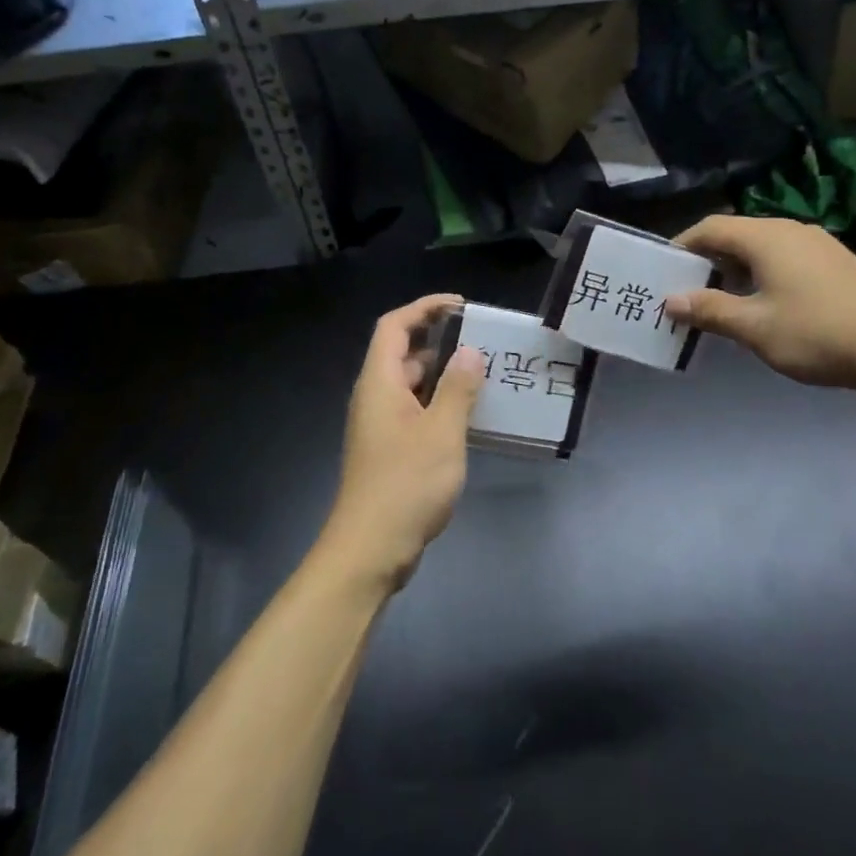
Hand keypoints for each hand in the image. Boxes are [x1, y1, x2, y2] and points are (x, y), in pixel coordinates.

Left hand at [321, 294, 485, 591]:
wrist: (370, 550)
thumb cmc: (405, 484)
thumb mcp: (441, 432)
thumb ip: (458, 388)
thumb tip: (470, 352)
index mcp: (379, 382)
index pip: (394, 326)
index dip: (424, 308)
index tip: (461, 306)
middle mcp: (375, 397)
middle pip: (403, 353)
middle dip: (441, 341)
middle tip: (483, 341)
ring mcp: (381, 425)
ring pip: (412, 385)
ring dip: (444, 375)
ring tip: (485, 373)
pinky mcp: (390, 450)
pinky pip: (416, 411)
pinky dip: (441, 403)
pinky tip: (471, 415)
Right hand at [665, 216, 855, 397]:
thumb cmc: (820, 333)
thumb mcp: (756, 327)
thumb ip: (710, 310)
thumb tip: (670, 300)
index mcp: (766, 237)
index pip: (710, 227)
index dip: (682, 246)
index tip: (661, 272)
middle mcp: (790, 230)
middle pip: (735, 234)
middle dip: (706, 260)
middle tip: (684, 291)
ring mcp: (818, 244)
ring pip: (762, 248)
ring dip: (734, 269)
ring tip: (718, 301)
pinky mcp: (836, 263)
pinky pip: (785, 259)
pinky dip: (762, 275)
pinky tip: (763, 305)